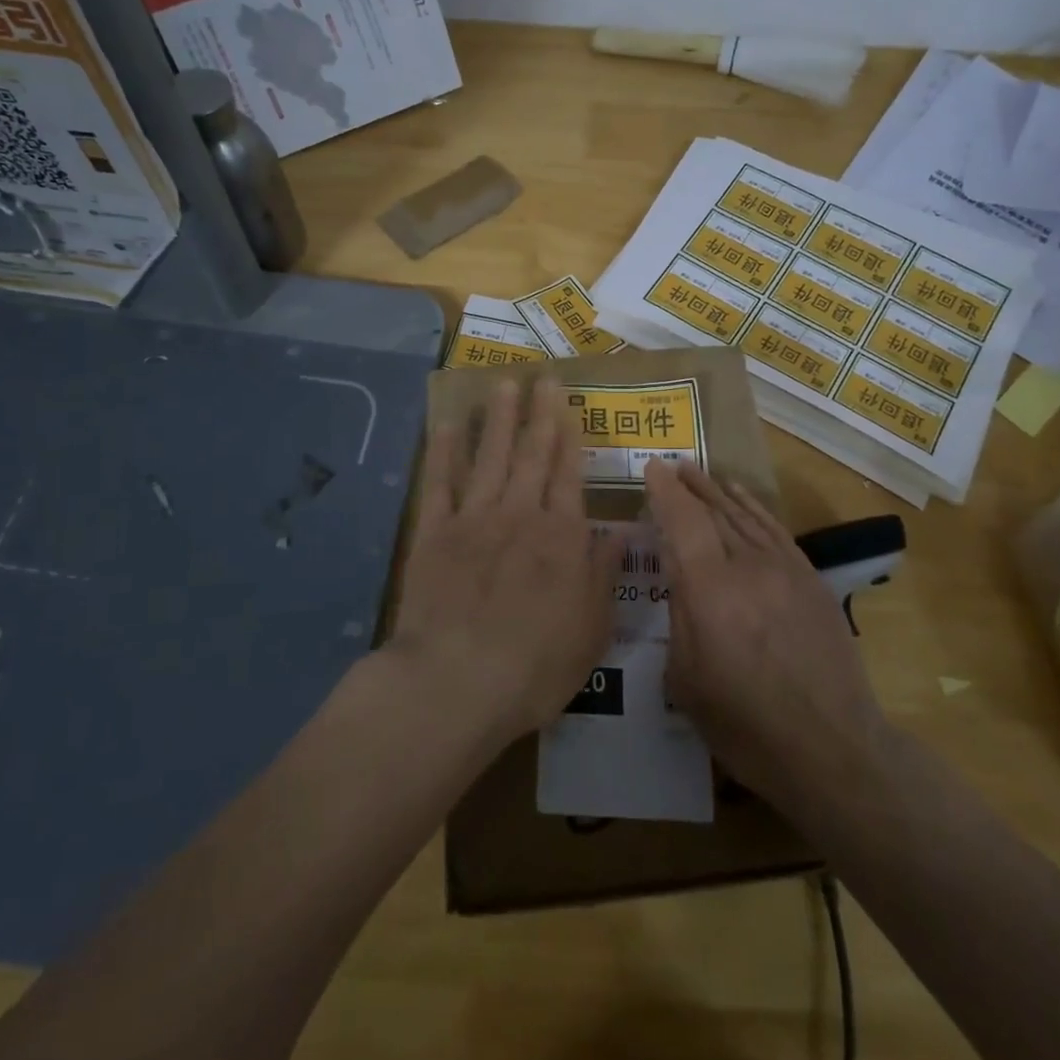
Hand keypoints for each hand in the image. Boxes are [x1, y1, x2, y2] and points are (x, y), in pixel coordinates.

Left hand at [394, 376, 620, 742]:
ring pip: (490, 457)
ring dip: (499, 419)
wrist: (457, 682)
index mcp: (561, 537)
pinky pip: (440, 483)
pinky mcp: (433, 533)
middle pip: (532, 454)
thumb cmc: (535, 665)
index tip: (568, 404)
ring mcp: (473, 519)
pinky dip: (445, 452)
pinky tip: (449, 424)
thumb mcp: (592, 629)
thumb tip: (625, 530)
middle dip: (539, 413)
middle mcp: (520, 515)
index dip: (570, 436)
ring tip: (504, 384)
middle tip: (543, 377)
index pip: (569, 474)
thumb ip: (605, 573)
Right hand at [645, 461, 891, 812]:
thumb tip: (679, 579)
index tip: (651, 468)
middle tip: (671, 466)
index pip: (683, 522)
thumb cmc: (745, 726)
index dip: (665, 492)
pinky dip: (754, 507)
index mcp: (710, 592)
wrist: (832, 748)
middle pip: (714, 511)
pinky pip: (774, 530)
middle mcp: (748, 567)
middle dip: (689, 486)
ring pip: (744, 515)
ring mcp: (785, 570)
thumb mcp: (687, 680)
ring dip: (717, 491)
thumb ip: (679, 618)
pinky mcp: (810, 579)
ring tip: (697, 471)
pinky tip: (741, 496)